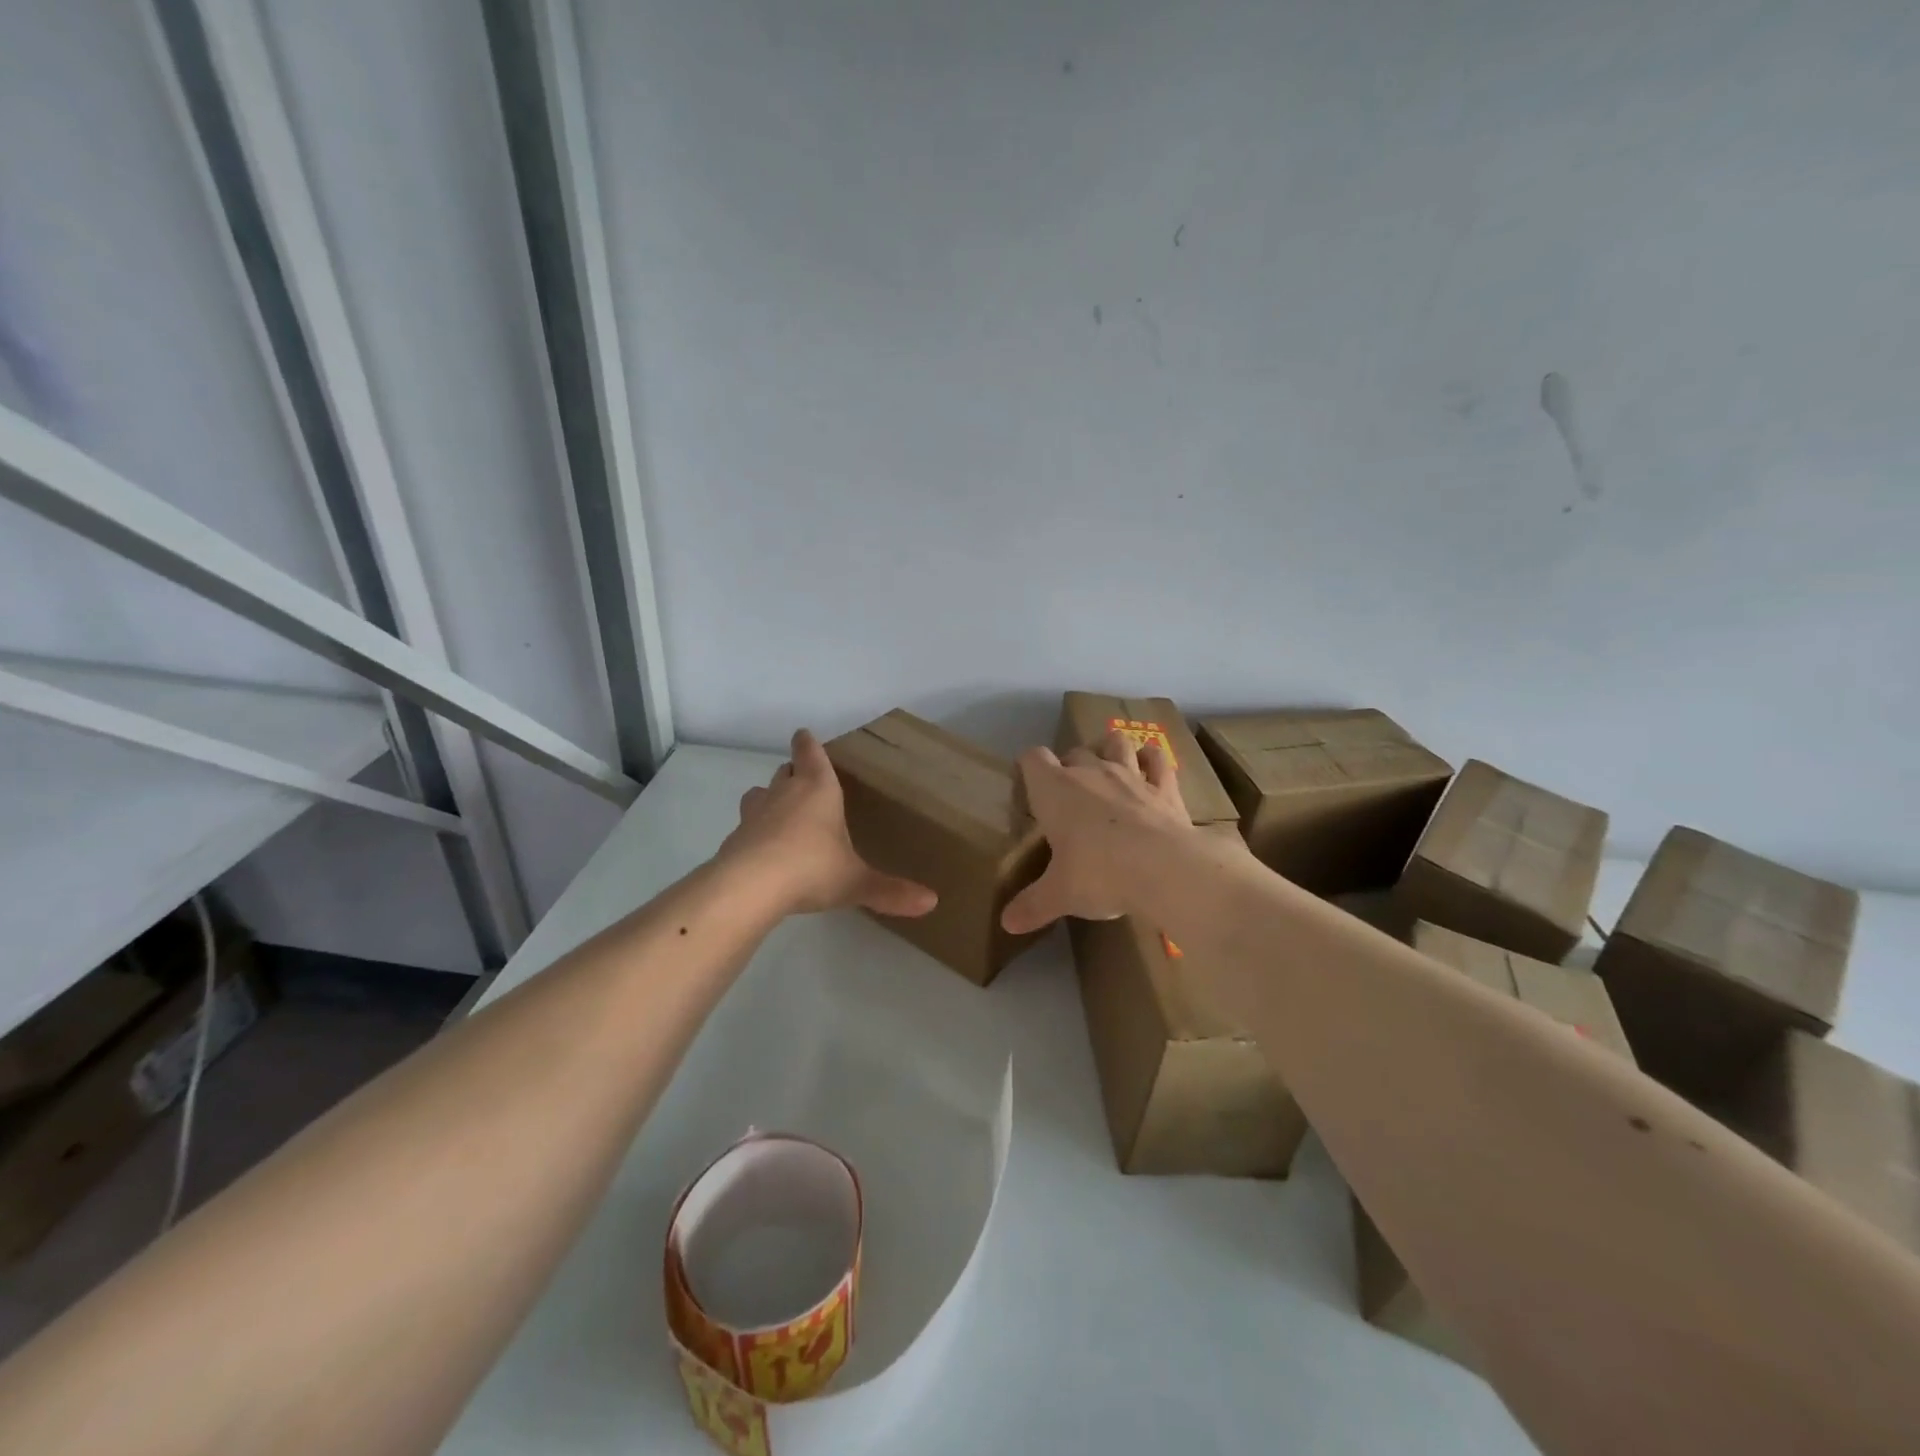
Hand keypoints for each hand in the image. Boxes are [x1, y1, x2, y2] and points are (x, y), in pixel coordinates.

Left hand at [721, 729, 938, 917]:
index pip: (810, 753)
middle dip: (793, 771)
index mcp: (818, 789)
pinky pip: (746, 826)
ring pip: (759, 793)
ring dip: (769, 797)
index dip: (808, 744)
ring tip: (780, 811)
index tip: (804, 735)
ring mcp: (754, 814)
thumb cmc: (812, 868)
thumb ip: (890, 891)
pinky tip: (764, 850)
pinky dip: (755, 832)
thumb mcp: (856, 882)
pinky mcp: (735, 839)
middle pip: (785, 771)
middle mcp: (784, 793)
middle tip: (803, 778)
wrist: (749, 887)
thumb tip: (932, 902)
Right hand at [1000, 730, 1195, 933]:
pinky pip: (1156, 760)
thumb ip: (1032, 905)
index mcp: (1055, 790)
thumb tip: (1006, 924)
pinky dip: (1151, 760)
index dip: (1028, 768)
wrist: (1166, 869)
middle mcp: (1090, 772)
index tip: (1029, 787)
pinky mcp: (1165, 787)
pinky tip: (1149, 768)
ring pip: (1115, 743)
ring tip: (1108, 769)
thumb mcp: (1060, 895)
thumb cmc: (1100, 874)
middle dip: (1069, 767)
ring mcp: (1130, 775)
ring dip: (1109, 750)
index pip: (1032, 758)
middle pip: (1073, 752)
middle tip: (1069, 798)